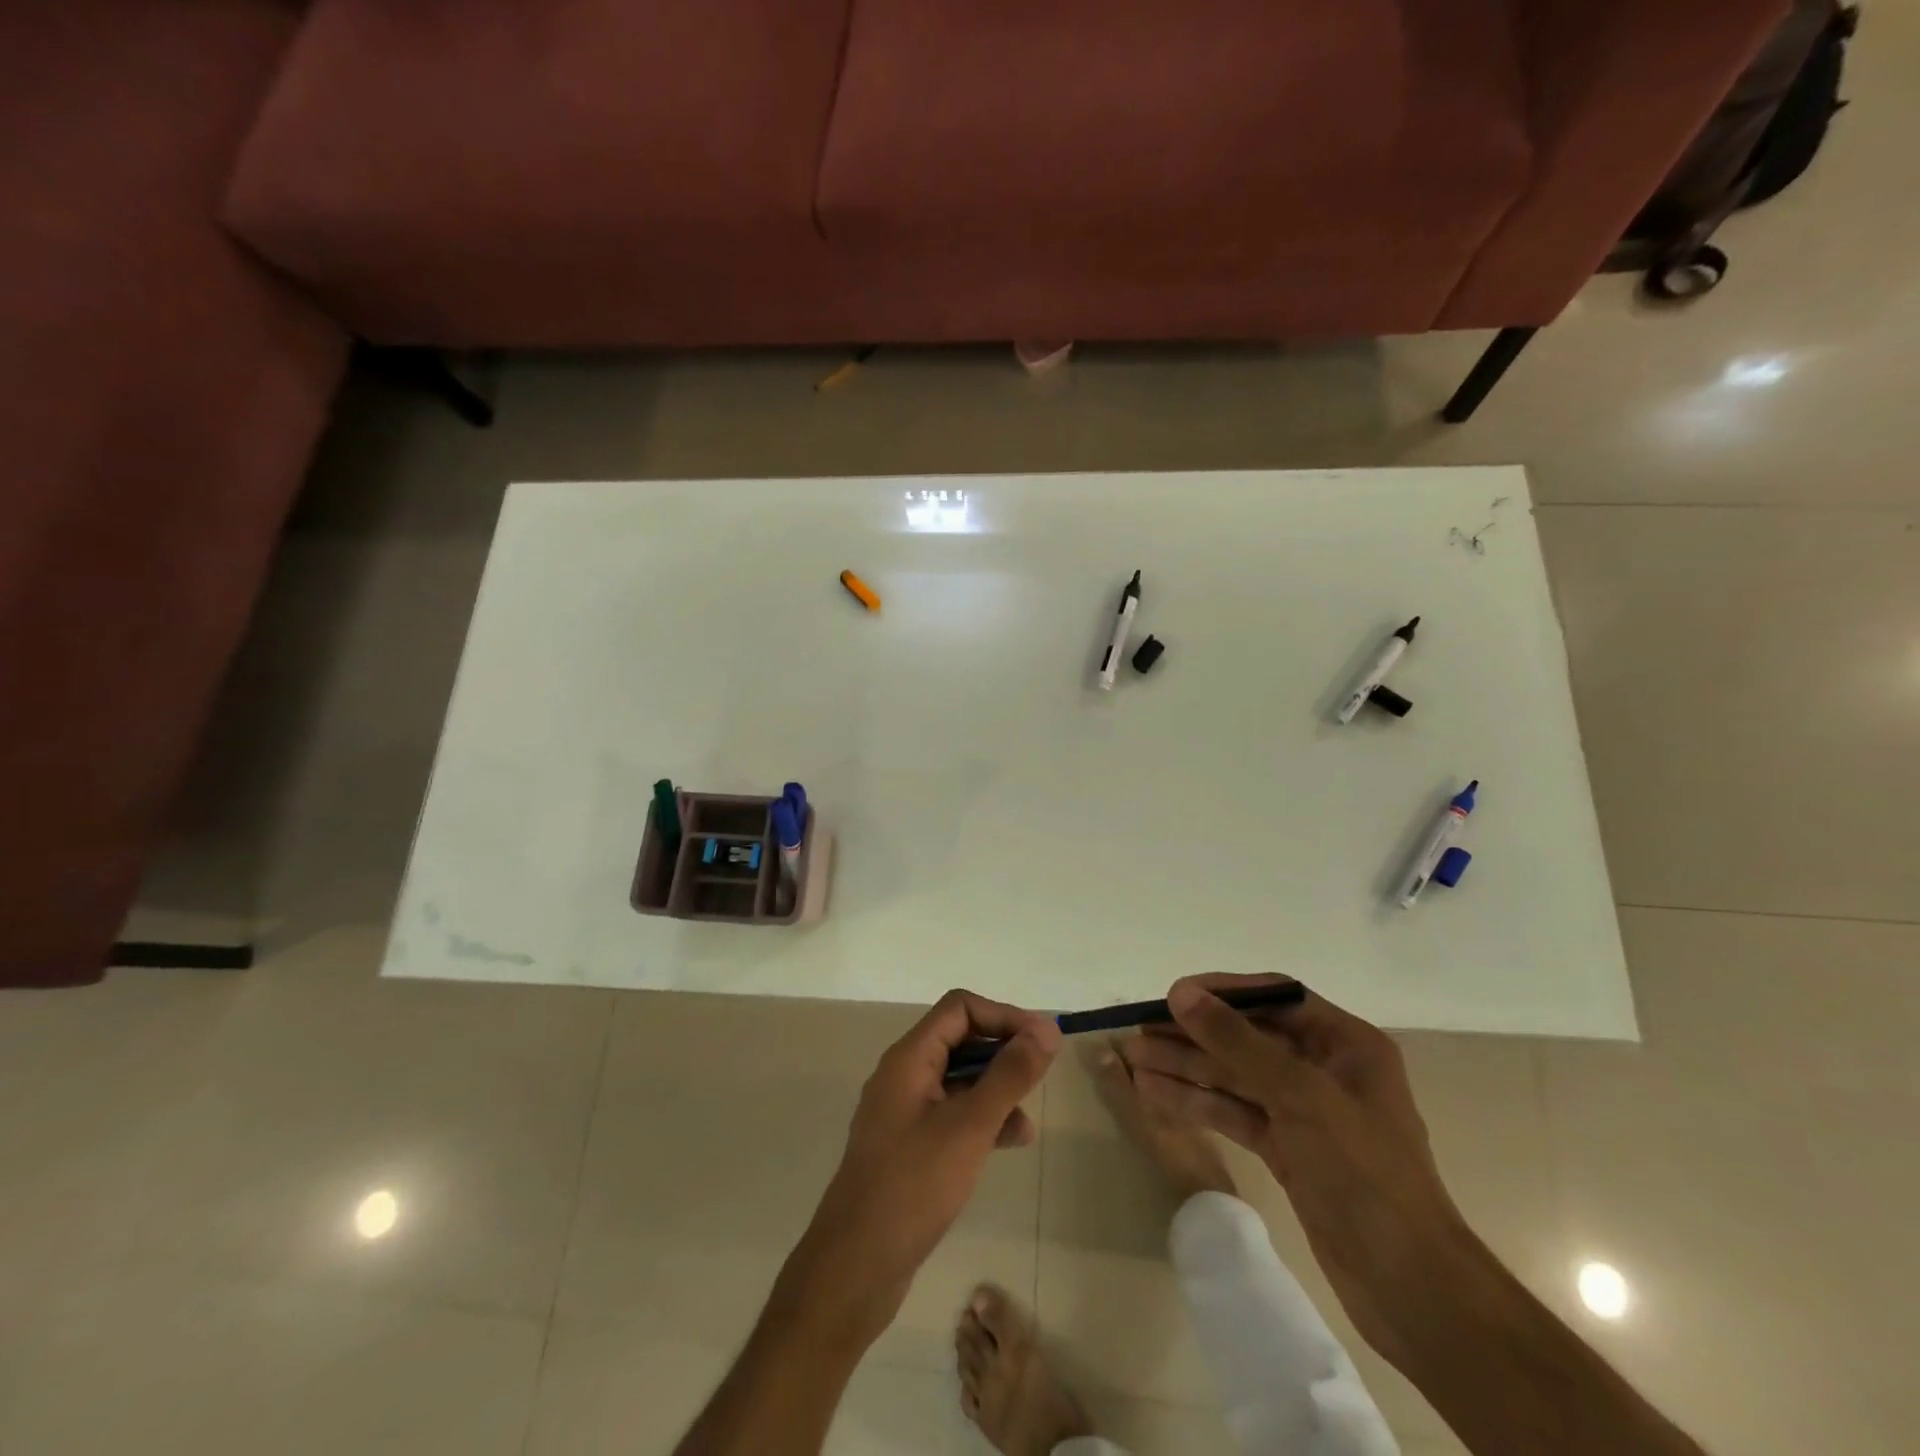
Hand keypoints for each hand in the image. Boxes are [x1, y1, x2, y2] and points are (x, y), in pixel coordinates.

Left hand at [779, 990, 1059, 1344]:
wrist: (855, 1267)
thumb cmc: (913, 1186)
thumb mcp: (969, 1127)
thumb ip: (1009, 1076)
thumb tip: (1046, 1031)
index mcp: (909, 1058)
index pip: (960, 1008)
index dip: (1003, 1015)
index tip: (1043, 1040)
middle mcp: (904, 1075)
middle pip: (960, 1039)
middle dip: (1003, 1051)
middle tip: (1043, 1071)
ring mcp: (904, 1111)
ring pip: (959, 1079)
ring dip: (996, 1088)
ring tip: (1029, 1119)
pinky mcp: (910, 1145)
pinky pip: (952, 1113)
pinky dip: (982, 1118)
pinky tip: (1010, 1141)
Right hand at [1122, 973, 1464, 1355]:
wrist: (1409, 1289)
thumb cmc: (1365, 1174)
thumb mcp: (1300, 1095)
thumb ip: (1237, 1041)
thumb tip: (1181, 993)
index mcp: (1345, 1043)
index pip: (1275, 997)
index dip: (1222, 991)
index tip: (1173, 995)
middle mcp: (1324, 1068)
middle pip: (1248, 1038)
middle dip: (1194, 1035)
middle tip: (1140, 1033)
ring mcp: (1304, 1111)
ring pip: (1235, 1076)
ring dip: (1186, 1068)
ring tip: (1134, 1061)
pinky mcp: (1288, 1149)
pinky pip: (1235, 1112)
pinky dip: (1198, 1103)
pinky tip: (1156, 1095)